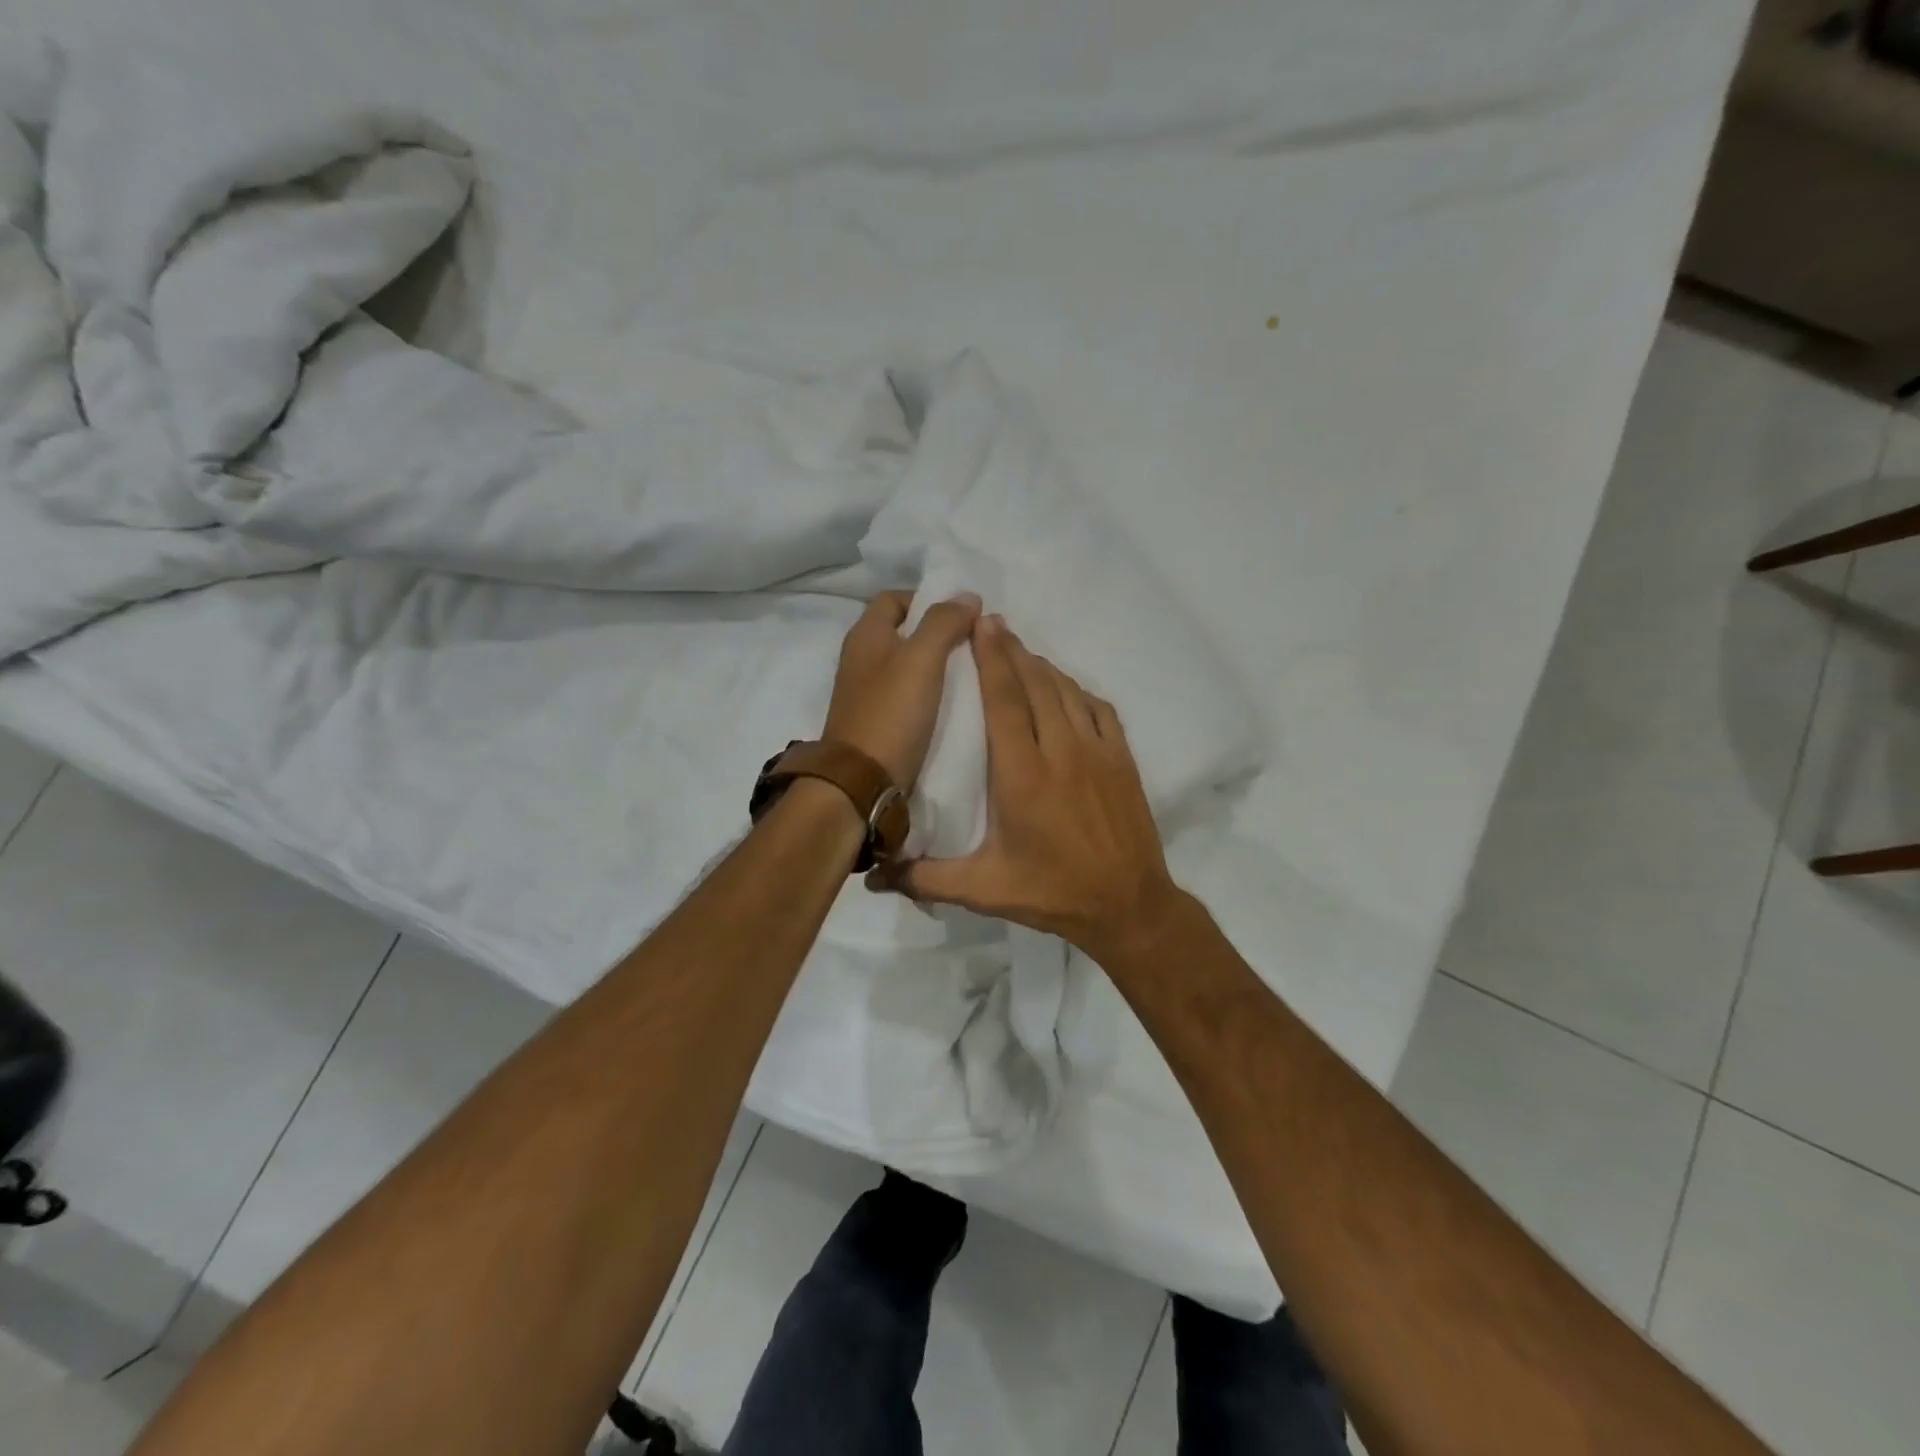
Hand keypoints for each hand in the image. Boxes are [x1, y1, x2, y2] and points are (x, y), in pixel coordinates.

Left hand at [823, 591, 981, 789]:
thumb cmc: (890, 714)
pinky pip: (910, 697)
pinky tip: (958, 703)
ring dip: (939, 666)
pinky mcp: (880, 724)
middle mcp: (862, 660)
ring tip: (976, 671)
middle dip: (940, 633)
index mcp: (865, 636)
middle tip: (977, 643)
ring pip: (910, 667)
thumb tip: (968, 597)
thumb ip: (944, 623)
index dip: (929, 598)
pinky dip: (933, 694)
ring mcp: (869, 695)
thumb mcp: (921, 659)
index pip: (895, 599)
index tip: (964, 613)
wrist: (862, 783)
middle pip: (904, 633)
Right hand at [870, 615, 1184, 963]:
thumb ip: (925, 879)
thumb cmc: (1052, 893)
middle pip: (1035, 684)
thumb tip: (872, 878)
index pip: (1004, 701)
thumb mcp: (983, 891)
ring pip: (1066, 691)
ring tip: (1020, 651)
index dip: (991, 659)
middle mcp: (1061, 751)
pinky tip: (1064, 688)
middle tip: (992, 625)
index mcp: (1022, 775)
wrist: (1128, 906)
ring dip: (1042, 666)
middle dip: (1012, 650)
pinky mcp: (1122, 759)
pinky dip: (1077, 690)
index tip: (981, 624)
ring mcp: (1098, 751)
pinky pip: (1098, 708)